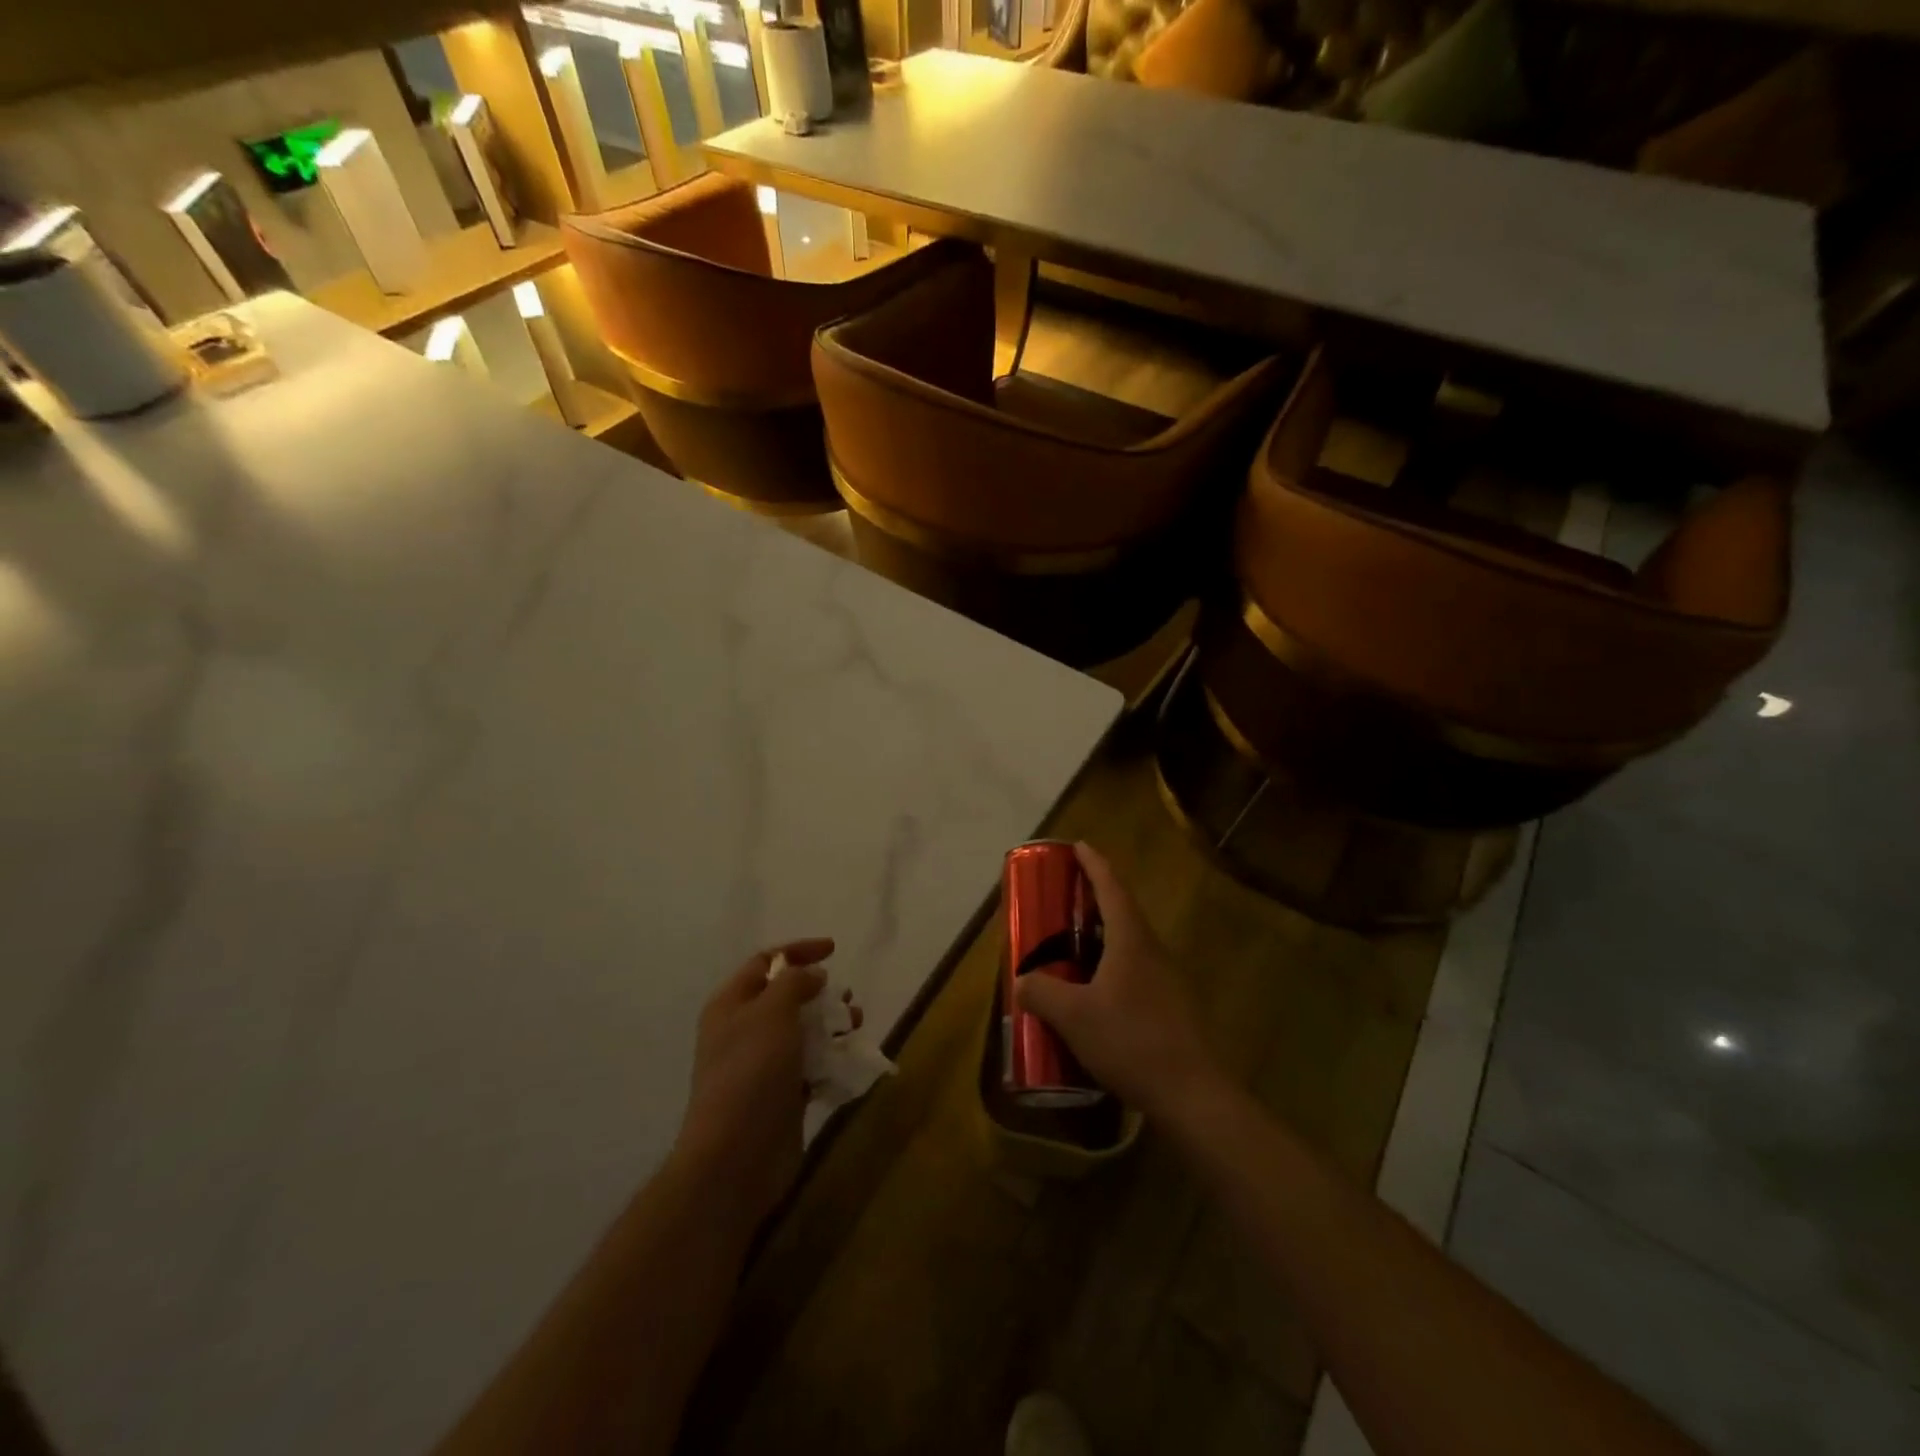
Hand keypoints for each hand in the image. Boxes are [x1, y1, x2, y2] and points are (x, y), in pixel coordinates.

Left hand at [674, 937, 841, 1229]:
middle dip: (820, 992)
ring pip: (803, 1032)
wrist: (735, 1158)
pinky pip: (811, 1066)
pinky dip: (831, 1059)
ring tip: (854, 1027)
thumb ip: (794, 983)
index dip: (799, 951)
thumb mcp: (771, 1013)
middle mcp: (744, 1031)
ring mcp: (762, 1066)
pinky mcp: (782, 1096)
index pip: (765, 962)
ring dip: (831, 1025)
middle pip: (786, 997)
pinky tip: (850, 1061)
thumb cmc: (751, 1073)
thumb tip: (813, 974)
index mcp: (731, 1005)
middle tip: (846, 999)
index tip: (834, 950)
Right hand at [1014, 844, 1224, 1125]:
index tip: (1078, 845)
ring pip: (1130, 943)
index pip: (1112, 888)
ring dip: (1103, 934)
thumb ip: (1041, 992)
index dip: (1094, 864)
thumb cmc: (1131, 1041)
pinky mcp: (1171, 1006)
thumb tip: (1021, 979)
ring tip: (1073, 943)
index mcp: (1131, 940)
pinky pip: (1136, 970)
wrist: (1192, 1094)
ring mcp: (1167, 979)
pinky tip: (1095, 991)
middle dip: (1096, 897)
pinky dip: (1112, 965)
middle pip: (1123, 911)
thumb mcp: (1074, 1017)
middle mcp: (1152, 951)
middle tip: (1066, 895)